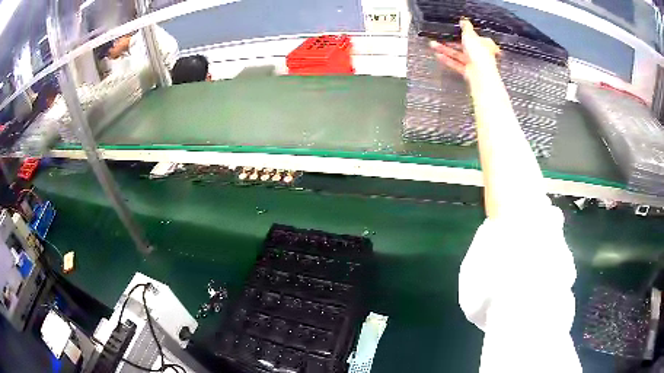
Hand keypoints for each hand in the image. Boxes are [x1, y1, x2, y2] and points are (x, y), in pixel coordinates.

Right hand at [430, 19, 499, 80]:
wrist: (480, 74)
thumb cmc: (479, 54)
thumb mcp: (471, 35)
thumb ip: (466, 27)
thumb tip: (464, 20)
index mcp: (485, 44)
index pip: (475, 36)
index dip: (465, 33)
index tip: (455, 30)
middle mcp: (480, 54)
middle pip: (464, 46)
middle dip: (451, 41)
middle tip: (440, 37)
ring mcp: (474, 63)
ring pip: (458, 54)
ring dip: (445, 49)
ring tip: (433, 45)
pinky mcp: (468, 72)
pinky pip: (456, 64)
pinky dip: (447, 60)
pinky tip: (438, 55)